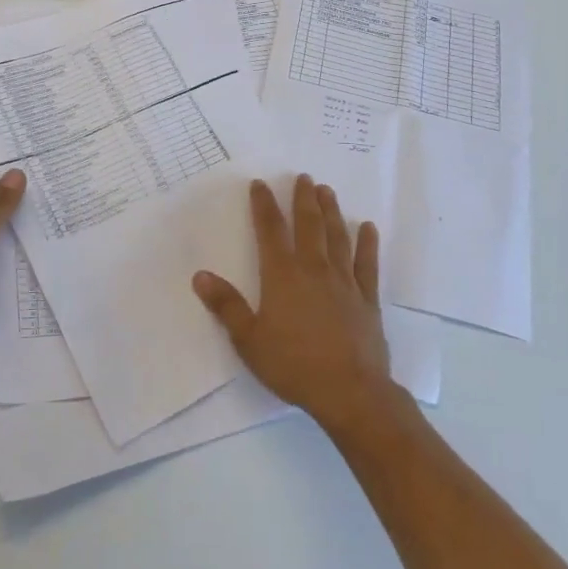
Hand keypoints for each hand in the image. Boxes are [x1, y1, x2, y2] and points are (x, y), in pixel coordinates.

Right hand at [193, 175, 393, 432]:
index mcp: (282, 276)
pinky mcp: (367, 299)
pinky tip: (368, 227)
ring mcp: (344, 282)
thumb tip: (200, 275)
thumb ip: (227, 306)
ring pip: (337, 237)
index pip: (270, 231)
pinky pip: (367, 264)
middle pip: (308, 225)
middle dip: (303, 199)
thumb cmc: (293, 365)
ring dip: (331, 212)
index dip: (264, 205)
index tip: (261, 184)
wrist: (350, 391)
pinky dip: (367, 243)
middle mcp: (314, 269)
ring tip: (327, 191)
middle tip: (304, 177)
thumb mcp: (249, 340)